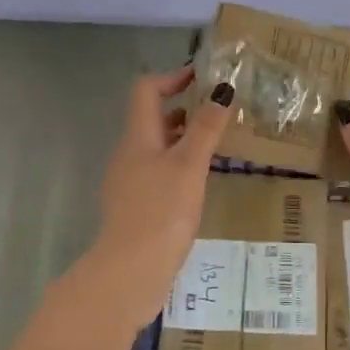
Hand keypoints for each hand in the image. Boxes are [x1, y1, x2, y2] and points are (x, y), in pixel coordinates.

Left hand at [80, 67, 233, 330]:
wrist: (130, 272)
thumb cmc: (161, 212)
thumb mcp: (189, 165)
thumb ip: (205, 128)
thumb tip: (221, 90)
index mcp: (138, 137)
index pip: (146, 90)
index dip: (172, 77)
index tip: (202, 77)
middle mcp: (129, 154)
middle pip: (152, 118)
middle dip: (184, 109)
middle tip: (219, 111)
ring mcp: (129, 182)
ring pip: (157, 147)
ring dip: (183, 138)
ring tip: (218, 144)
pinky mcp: (136, 207)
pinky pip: (158, 173)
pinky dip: (179, 165)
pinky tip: (200, 182)